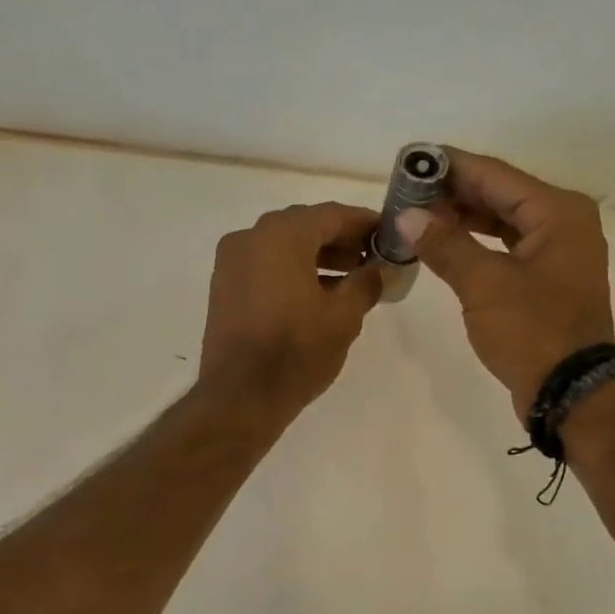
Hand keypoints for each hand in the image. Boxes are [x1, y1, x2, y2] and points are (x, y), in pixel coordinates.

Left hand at [200, 202, 384, 423]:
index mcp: (281, 235)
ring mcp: (231, 263)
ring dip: (319, 258)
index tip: (390, 234)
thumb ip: (367, 282)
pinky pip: (266, 267)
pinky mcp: (224, 288)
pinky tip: (320, 294)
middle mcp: (250, 238)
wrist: (239, 398)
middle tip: (374, 258)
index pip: (332, 215)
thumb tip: (382, 269)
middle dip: (342, 240)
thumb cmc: (296, 352)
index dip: (365, 223)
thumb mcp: (343, 317)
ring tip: (353, 279)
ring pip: (284, 247)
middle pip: (305, 227)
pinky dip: (293, 272)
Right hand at [396, 149, 613, 414]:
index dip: (450, 166)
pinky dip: (475, 243)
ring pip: (502, 221)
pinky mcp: (546, 279)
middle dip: (452, 192)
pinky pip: (506, 246)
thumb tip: (407, 216)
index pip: (494, 175)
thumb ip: (445, 244)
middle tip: (406, 189)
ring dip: (462, 218)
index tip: (411, 158)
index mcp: (557, 212)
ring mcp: (556, 252)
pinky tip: (444, 243)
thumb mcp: (484, 284)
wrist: (571, 391)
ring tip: (417, 214)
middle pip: (500, 194)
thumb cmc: (532, 331)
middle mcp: (563, 223)